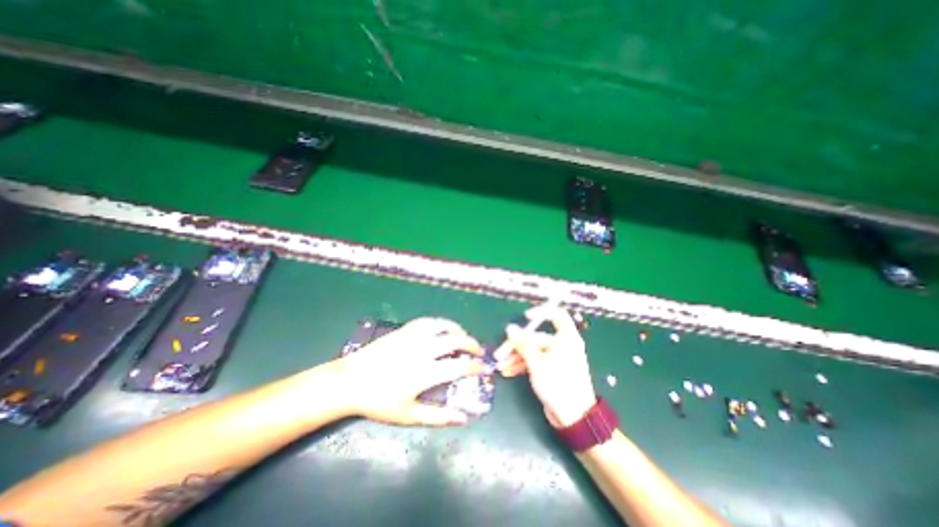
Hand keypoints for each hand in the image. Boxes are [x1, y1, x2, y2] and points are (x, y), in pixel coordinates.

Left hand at [335, 319, 484, 425]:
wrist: (350, 380)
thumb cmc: (379, 401)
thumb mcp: (408, 415)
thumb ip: (438, 417)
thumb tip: (463, 418)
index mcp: (425, 372)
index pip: (459, 366)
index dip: (475, 366)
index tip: (483, 368)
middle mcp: (423, 350)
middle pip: (455, 341)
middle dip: (472, 344)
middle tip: (478, 351)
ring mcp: (413, 337)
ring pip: (443, 326)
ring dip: (458, 330)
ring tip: (463, 336)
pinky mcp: (405, 330)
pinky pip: (428, 321)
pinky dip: (441, 323)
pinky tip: (443, 328)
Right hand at [492, 305, 592, 428]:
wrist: (574, 417)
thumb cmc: (557, 384)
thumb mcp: (536, 363)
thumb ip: (523, 344)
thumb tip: (510, 328)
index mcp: (566, 338)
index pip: (557, 315)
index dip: (542, 312)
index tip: (526, 317)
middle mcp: (563, 345)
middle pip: (537, 337)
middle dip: (518, 345)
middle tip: (501, 353)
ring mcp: (557, 358)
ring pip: (534, 351)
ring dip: (517, 357)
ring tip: (501, 365)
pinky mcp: (552, 370)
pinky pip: (536, 361)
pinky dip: (523, 365)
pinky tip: (509, 371)